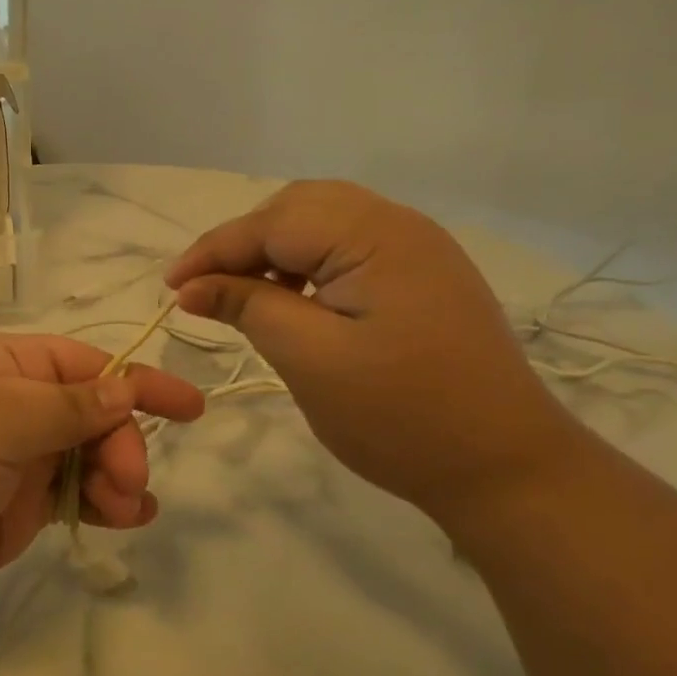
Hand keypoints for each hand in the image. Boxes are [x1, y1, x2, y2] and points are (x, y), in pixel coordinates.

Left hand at [0, 334, 204, 606]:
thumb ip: (66, 405)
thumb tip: (124, 384)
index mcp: (7, 367)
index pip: (87, 365)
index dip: (139, 381)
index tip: (191, 406)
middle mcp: (15, 407)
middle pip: (94, 415)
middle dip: (122, 442)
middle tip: (128, 481)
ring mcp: (16, 460)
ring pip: (89, 459)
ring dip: (119, 477)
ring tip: (130, 507)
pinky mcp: (15, 510)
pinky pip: (72, 499)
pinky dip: (103, 506)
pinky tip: (130, 519)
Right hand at [165, 181, 581, 517]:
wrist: (506, 467)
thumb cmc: (400, 416)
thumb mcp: (309, 359)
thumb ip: (248, 307)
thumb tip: (192, 286)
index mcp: (374, 235)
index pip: (272, 222)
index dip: (213, 250)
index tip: (170, 287)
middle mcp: (400, 224)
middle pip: (298, 208)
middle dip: (244, 243)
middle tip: (206, 289)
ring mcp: (418, 249)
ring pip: (324, 225)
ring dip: (276, 252)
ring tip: (245, 297)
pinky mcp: (424, 277)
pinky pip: (350, 249)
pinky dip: (309, 266)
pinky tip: (295, 302)